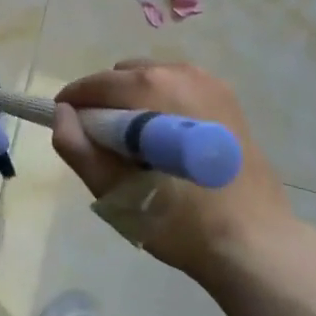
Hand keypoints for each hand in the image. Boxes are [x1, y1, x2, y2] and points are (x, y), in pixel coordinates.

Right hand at [53, 60, 294, 281]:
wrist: (254, 243)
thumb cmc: (179, 220)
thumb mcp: (114, 191)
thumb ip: (78, 147)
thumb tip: (61, 112)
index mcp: (152, 88)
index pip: (96, 84)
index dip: (74, 104)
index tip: (69, 129)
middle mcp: (181, 72)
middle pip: (124, 76)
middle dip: (107, 101)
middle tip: (107, 145)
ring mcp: (209, 82)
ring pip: (152, 79)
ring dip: (136, 102)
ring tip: (140, 147)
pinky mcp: (228, 98)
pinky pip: (179, 88)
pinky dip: (164, 105)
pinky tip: (169, 143)